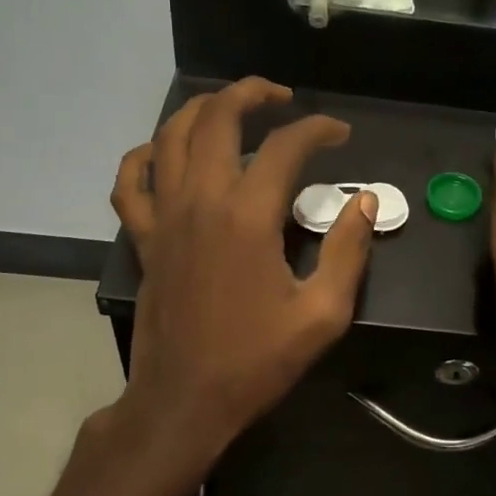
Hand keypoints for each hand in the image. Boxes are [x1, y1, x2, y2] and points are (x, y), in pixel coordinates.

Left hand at [110, 78, 376, 457]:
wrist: (185, 402)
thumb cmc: (257, 361)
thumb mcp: (323, 313)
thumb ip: (349, 251)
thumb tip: (364, 201)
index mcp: (247, 217)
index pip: (285, 146)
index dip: (318, 129)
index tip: (341, 135)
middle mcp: (200, 201)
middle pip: (217, 118)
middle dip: (252, 94)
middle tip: (283, 98)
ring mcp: (164, 217)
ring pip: (170, 136)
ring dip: (201, 109)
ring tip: (231, 107)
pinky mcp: (144, 238)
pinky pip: (130, 182)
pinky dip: (145, 155)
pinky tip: (166, 151)